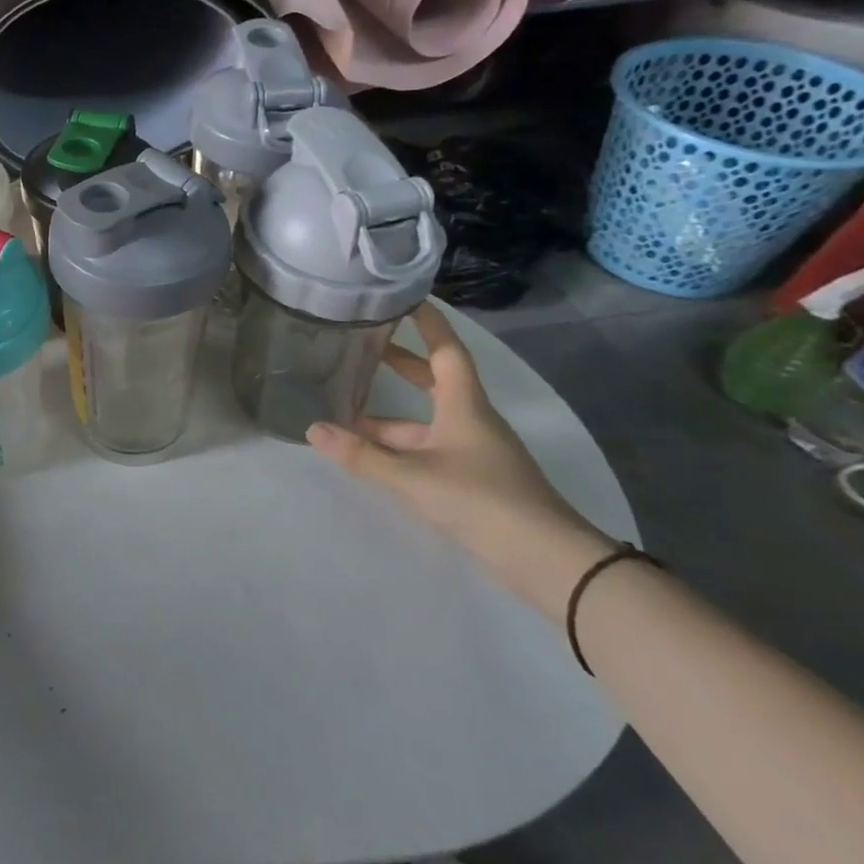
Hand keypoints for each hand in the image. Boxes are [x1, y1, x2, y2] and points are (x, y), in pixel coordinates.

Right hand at [306, 303, 614, 611]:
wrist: (551, 564)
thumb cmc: (483, 501)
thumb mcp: (413, 476)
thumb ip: (361, 455)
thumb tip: (312, 430)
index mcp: (464, 406)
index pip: (446, 350)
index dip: (427, 323)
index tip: (406, 299)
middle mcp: (471, 421)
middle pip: (435, 381)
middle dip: (400, 363)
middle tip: (363, 346)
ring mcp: (474, 452)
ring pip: (425, 421)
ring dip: (389, 415)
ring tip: (346, 410)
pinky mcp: (474, 481)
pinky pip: (428, 448)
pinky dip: (399, 445)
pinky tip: (372, 454)